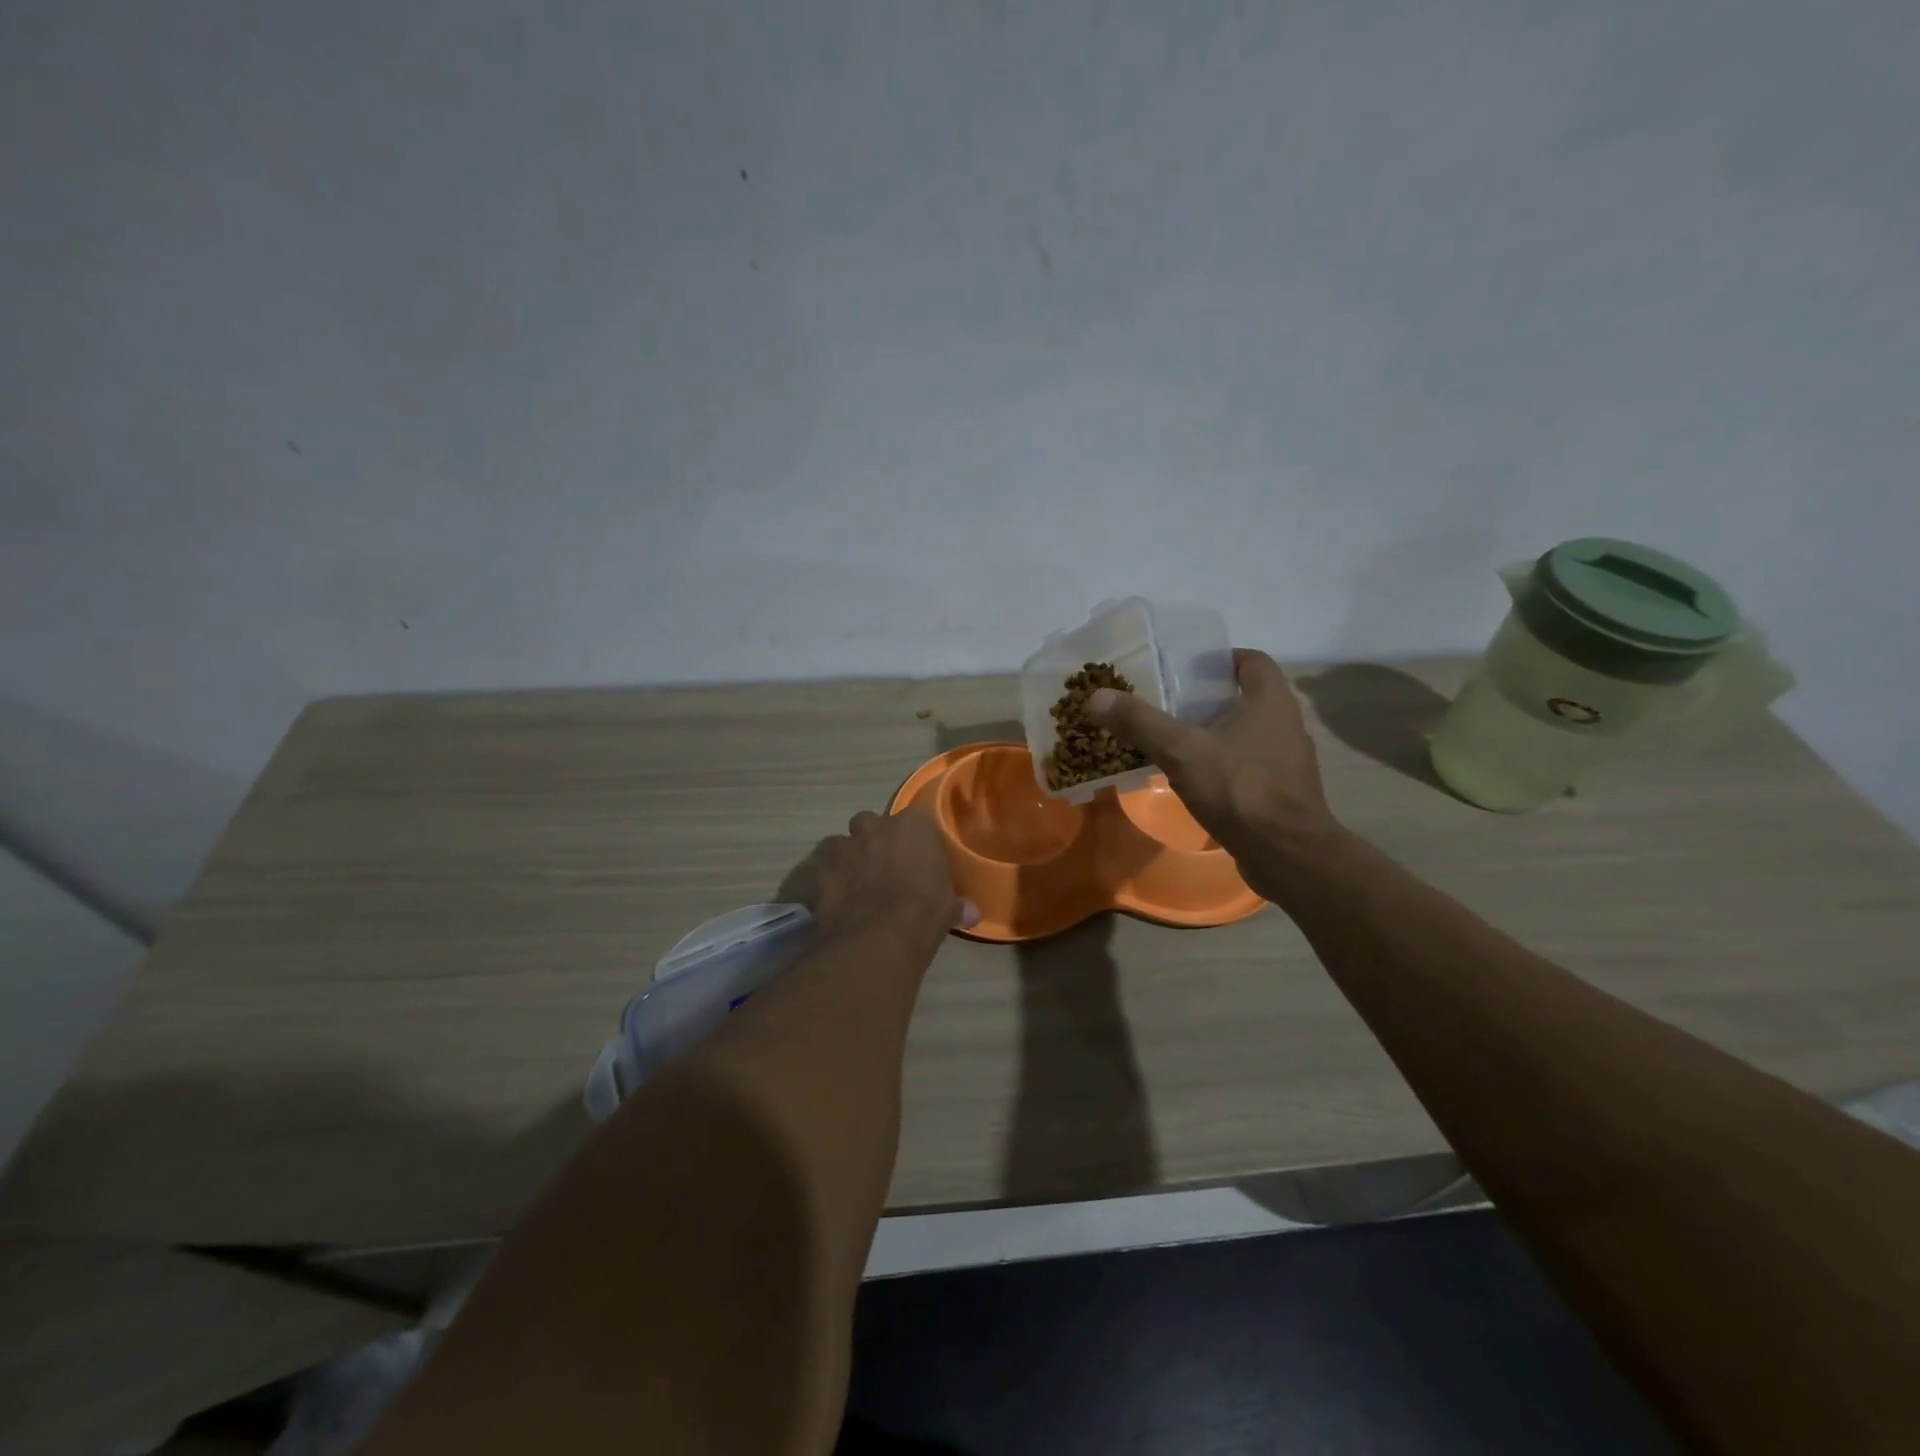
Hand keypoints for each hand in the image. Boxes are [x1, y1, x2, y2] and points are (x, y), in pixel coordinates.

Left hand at [780, 809, 973, 947]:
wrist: (877, 938)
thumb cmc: (923, 913)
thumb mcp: (948, 909)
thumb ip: (957, 904)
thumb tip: (972, 912)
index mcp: (913, 826)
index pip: (916, 821)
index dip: (914, 840)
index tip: (916, 859)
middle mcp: (876, 826)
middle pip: (872, 824)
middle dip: (874, 841)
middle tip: (882, 870)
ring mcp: (843, 844)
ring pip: (842, 844)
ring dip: (847, 860)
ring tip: (853, 888)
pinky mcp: (818, 867)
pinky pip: (818, 869)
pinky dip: (823, 880)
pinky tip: (830, 900)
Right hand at [1088, 649, 1338, 866]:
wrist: (1287, 854)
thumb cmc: (1239, 790)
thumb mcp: (1181, 751)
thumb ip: (1140, 722)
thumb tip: (1097, 696)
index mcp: (1270, 701)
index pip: (1252, 661)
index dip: (1220, 659)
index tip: (1187, 669)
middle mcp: (1287, 723)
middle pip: (1248, 697)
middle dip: (1210, 699)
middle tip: (1171, 705)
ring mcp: (1289, 760)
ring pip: (1249, 734)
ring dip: (1218, 734)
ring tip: (1178, 742)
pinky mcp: (1285, 792)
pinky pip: (1251, 766)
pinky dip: (1226, 765)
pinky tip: (1197, 780)